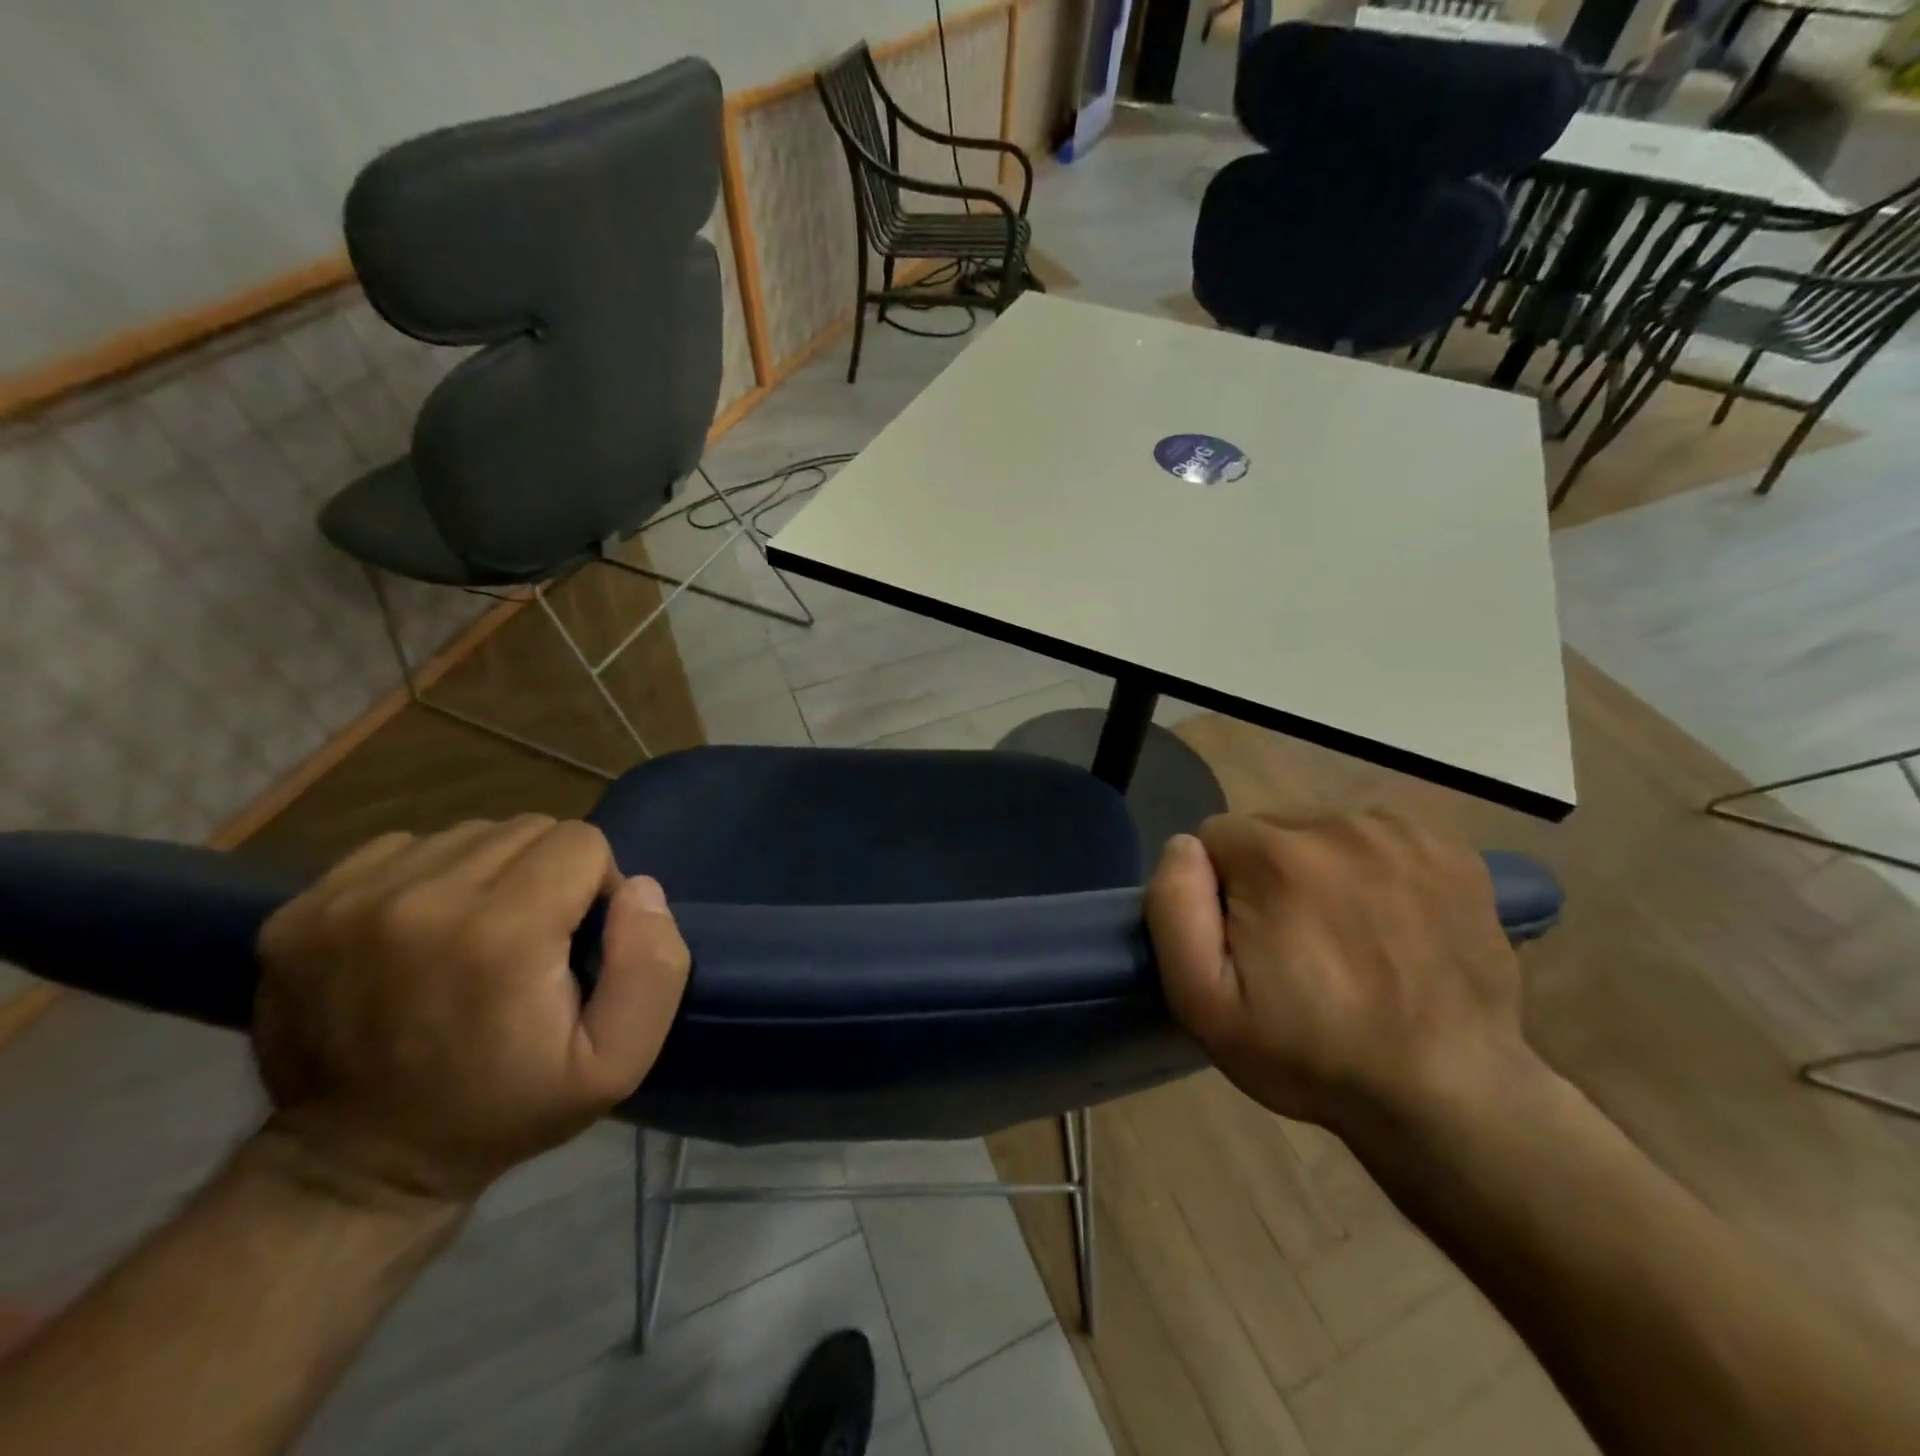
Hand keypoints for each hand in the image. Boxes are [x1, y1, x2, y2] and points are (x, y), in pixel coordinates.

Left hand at [253, 817, 690, 1207]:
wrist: (357, 1166)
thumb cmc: (504, 1111)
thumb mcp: (616, 1064)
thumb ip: (652, 969)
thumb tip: (638, 888)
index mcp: (501, 933)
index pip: (581, 842)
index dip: (596, 887)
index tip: (576, 943)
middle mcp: (420, 899)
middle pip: (527, 830)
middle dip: (548, 874)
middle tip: (531, 942)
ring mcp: (349, 900)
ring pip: (469, 834)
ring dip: (491, 873)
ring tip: (476, 937)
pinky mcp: (301, 909)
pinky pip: (405, 849)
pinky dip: (431, 878)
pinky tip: (423, 933)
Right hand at [1146, 813, 1538, 1135]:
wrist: (1452, 1097)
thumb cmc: (1312, 1054)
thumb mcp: (1204, 1001)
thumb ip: (1173, 908)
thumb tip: (1182, 846)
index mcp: (1276, 855)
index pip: (1214, 839)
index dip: (1219, 893)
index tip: (1246, 946)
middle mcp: (1340, 824)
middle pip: (1269, 831)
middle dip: (1268, 877)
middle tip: (1297, 949)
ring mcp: (1403, 835)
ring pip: (1323, 833)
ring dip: (1320, 872)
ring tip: (1346, 939)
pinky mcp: (1451, 851)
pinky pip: (1380, 840)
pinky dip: (1373, 871)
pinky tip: (1389, 923)